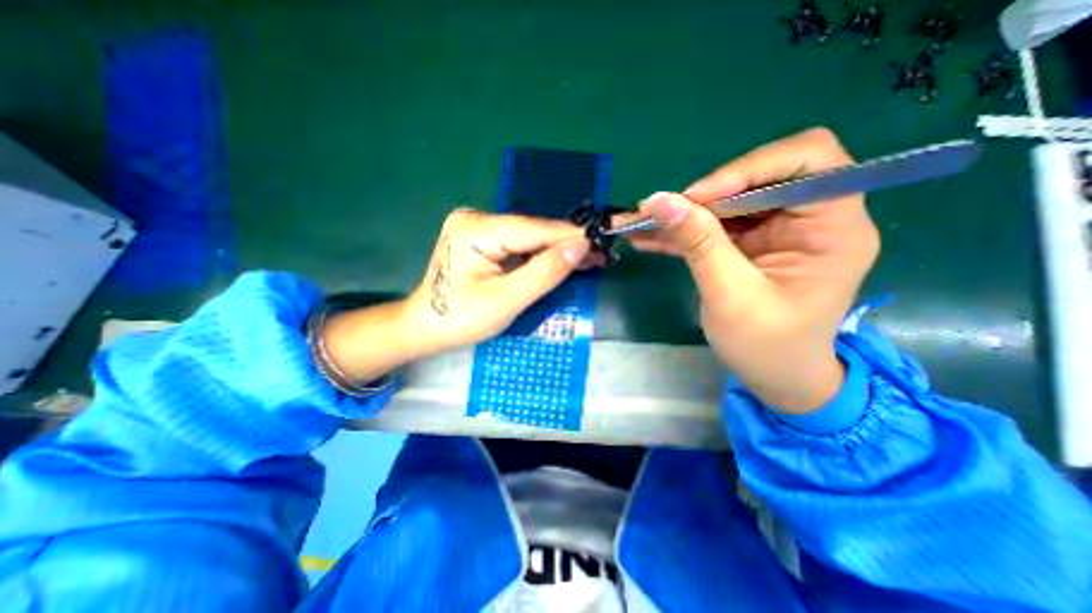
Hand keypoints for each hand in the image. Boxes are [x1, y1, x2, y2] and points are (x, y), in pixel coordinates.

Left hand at [400, 207, 588, 354]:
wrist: (425, 328)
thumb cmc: (460, 319)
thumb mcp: (506, 300)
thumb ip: (544, 272)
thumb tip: (581, 246)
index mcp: (477, 228)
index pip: (535, 229)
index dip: (572, 236)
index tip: (604, 241)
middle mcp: (478, 218)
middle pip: (534, 231)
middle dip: (567, 245)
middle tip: (602, 254)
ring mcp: (479, 228)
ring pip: (530, 238)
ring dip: (558, 250)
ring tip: (591, 258)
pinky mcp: (483, 240)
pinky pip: (520, 245)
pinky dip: (542, 256)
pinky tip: (564, 260)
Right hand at [628, 130, 880, 417]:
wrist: (776, 378)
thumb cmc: (767, 347)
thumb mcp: (731, 296)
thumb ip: (699, 244)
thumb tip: (659, 201)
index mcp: (832, 227)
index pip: (807, 159)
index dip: (748, 168)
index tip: (697, 198)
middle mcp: (810, 218)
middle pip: (755, 178)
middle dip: (702, 196)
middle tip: (658, 214)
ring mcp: (777, 230)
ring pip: (726, 202)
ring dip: (682, 214)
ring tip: (638, 223)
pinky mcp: (751, 244)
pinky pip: (714, 225)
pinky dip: (681, 231)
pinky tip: (647, 238)